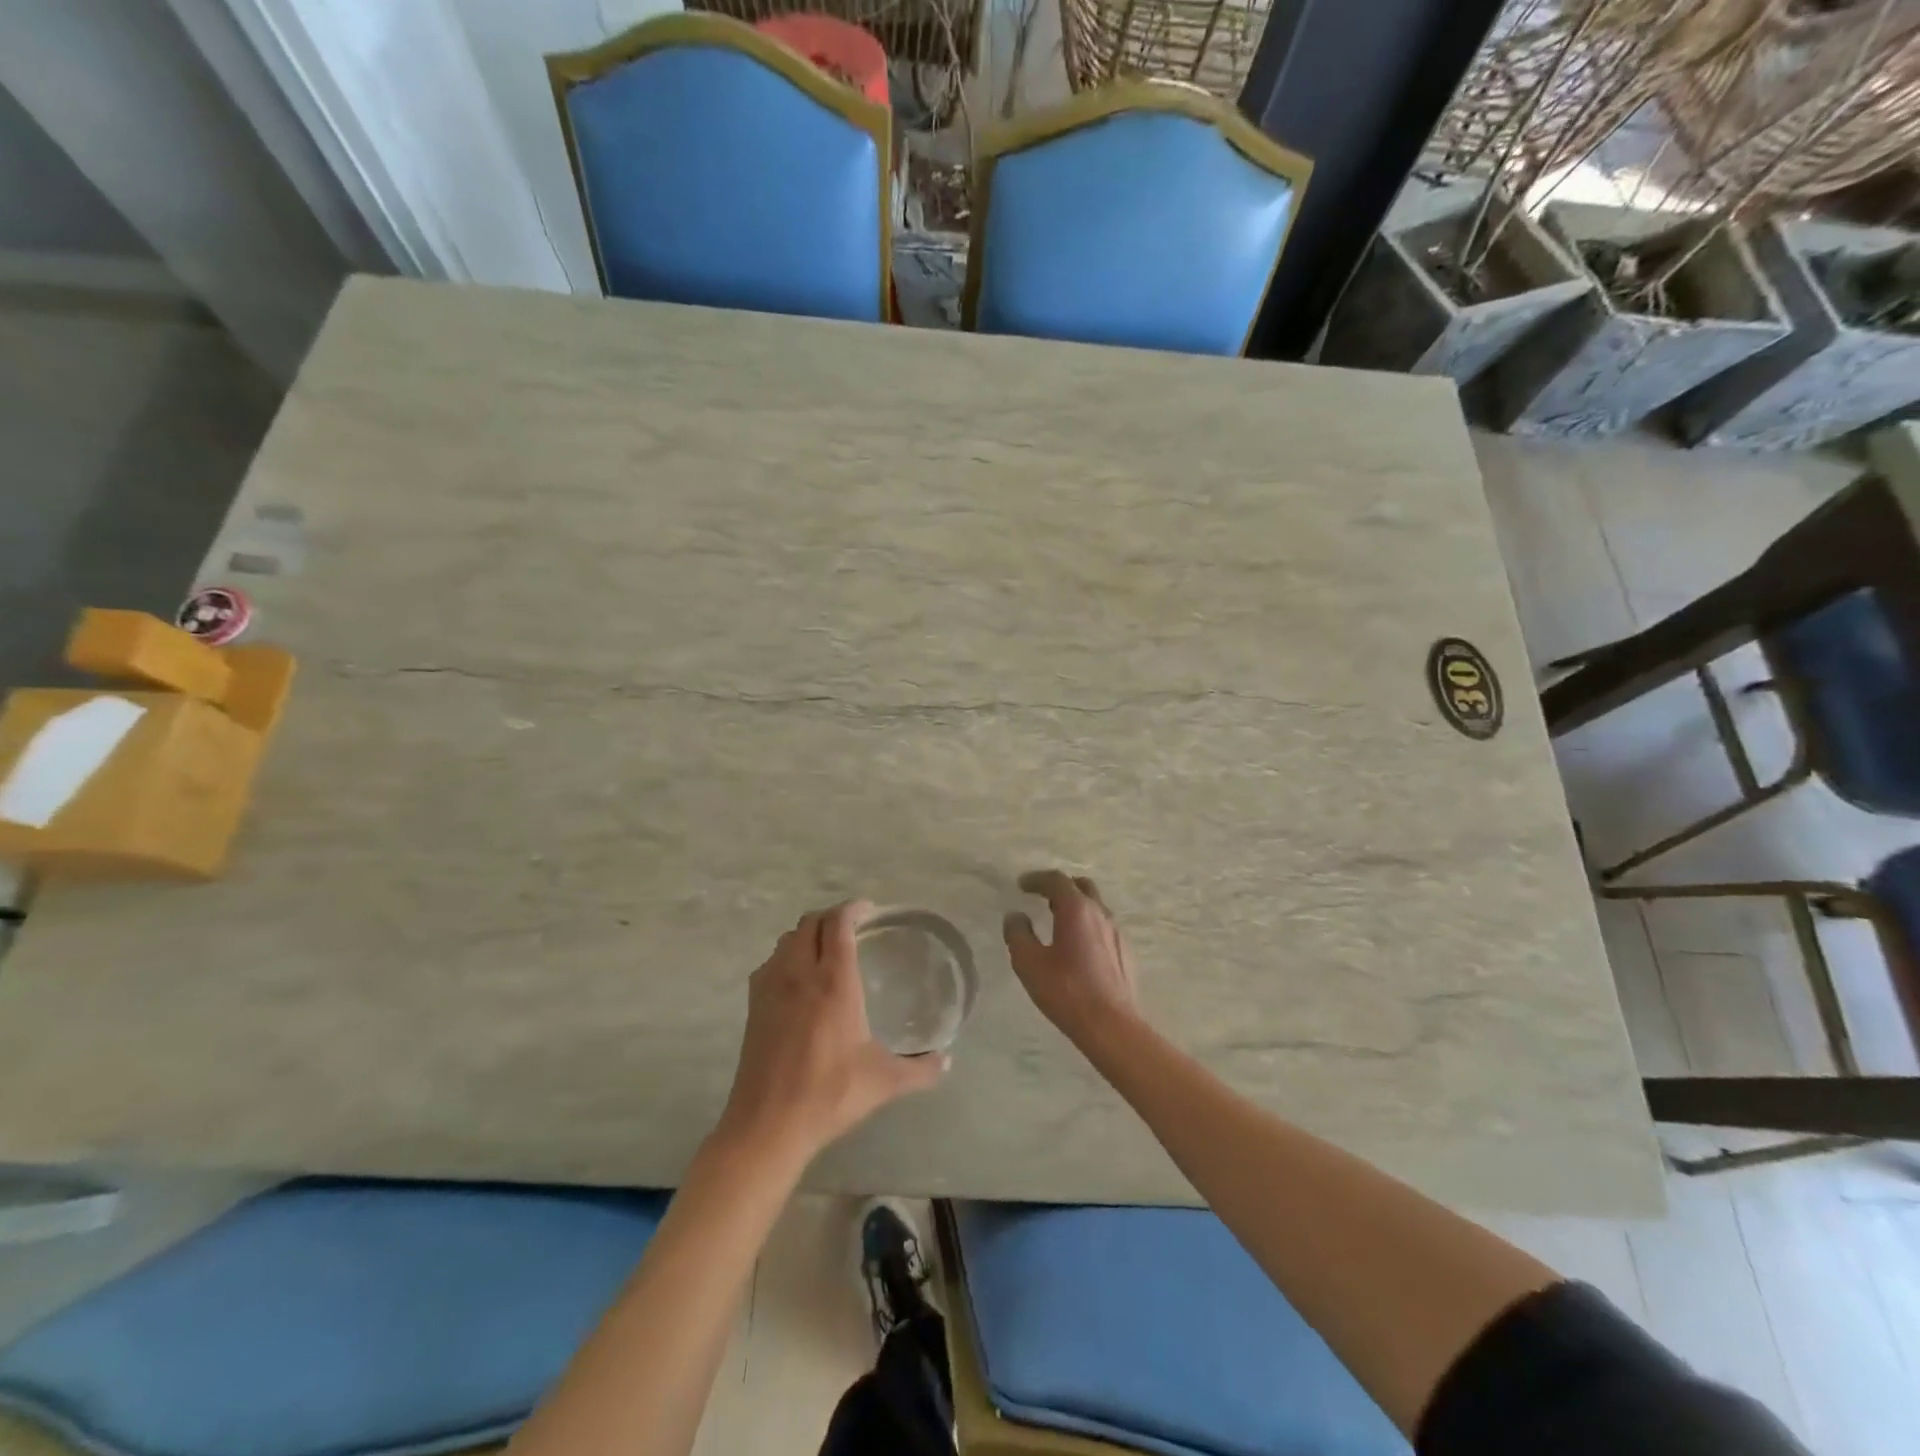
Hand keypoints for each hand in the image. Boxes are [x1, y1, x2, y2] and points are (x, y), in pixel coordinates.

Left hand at [716, 900, 946, 1166]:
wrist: (767, 1125)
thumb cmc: (829, 1094)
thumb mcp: (884, 1082)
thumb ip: (921, 1069)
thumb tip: (948, 1061)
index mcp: (833, 981)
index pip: (839, 924)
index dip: (854, 908)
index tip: (869, 910)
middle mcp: (799, 973)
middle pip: (810, 923)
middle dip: (831, 917)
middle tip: (852, 928)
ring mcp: (771, 988)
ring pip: (787, 940)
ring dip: (807, 934)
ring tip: (826, 949)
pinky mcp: (753, 1006)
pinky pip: (770, 963)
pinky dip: (786, 956)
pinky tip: (798, 979)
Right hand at [1003, 870, 1140, 1043]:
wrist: (1112, 1025)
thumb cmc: (1067, 992)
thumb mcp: (1029, 963)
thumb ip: (1018, 934)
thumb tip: (1015, 916)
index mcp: (1076, 910)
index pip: (1056, 880)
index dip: (1036, 879)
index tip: (1022, 885)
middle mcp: (1100, 913)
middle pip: (1081, 886)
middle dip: (1060, 887)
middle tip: (1042, 897)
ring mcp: (1116, 932)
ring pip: (1095, 906)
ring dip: (1076, 906)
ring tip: (1058, 921)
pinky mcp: (1125, 952)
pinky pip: (1103, 927)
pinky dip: (1087, 925)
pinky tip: (1078, 947)